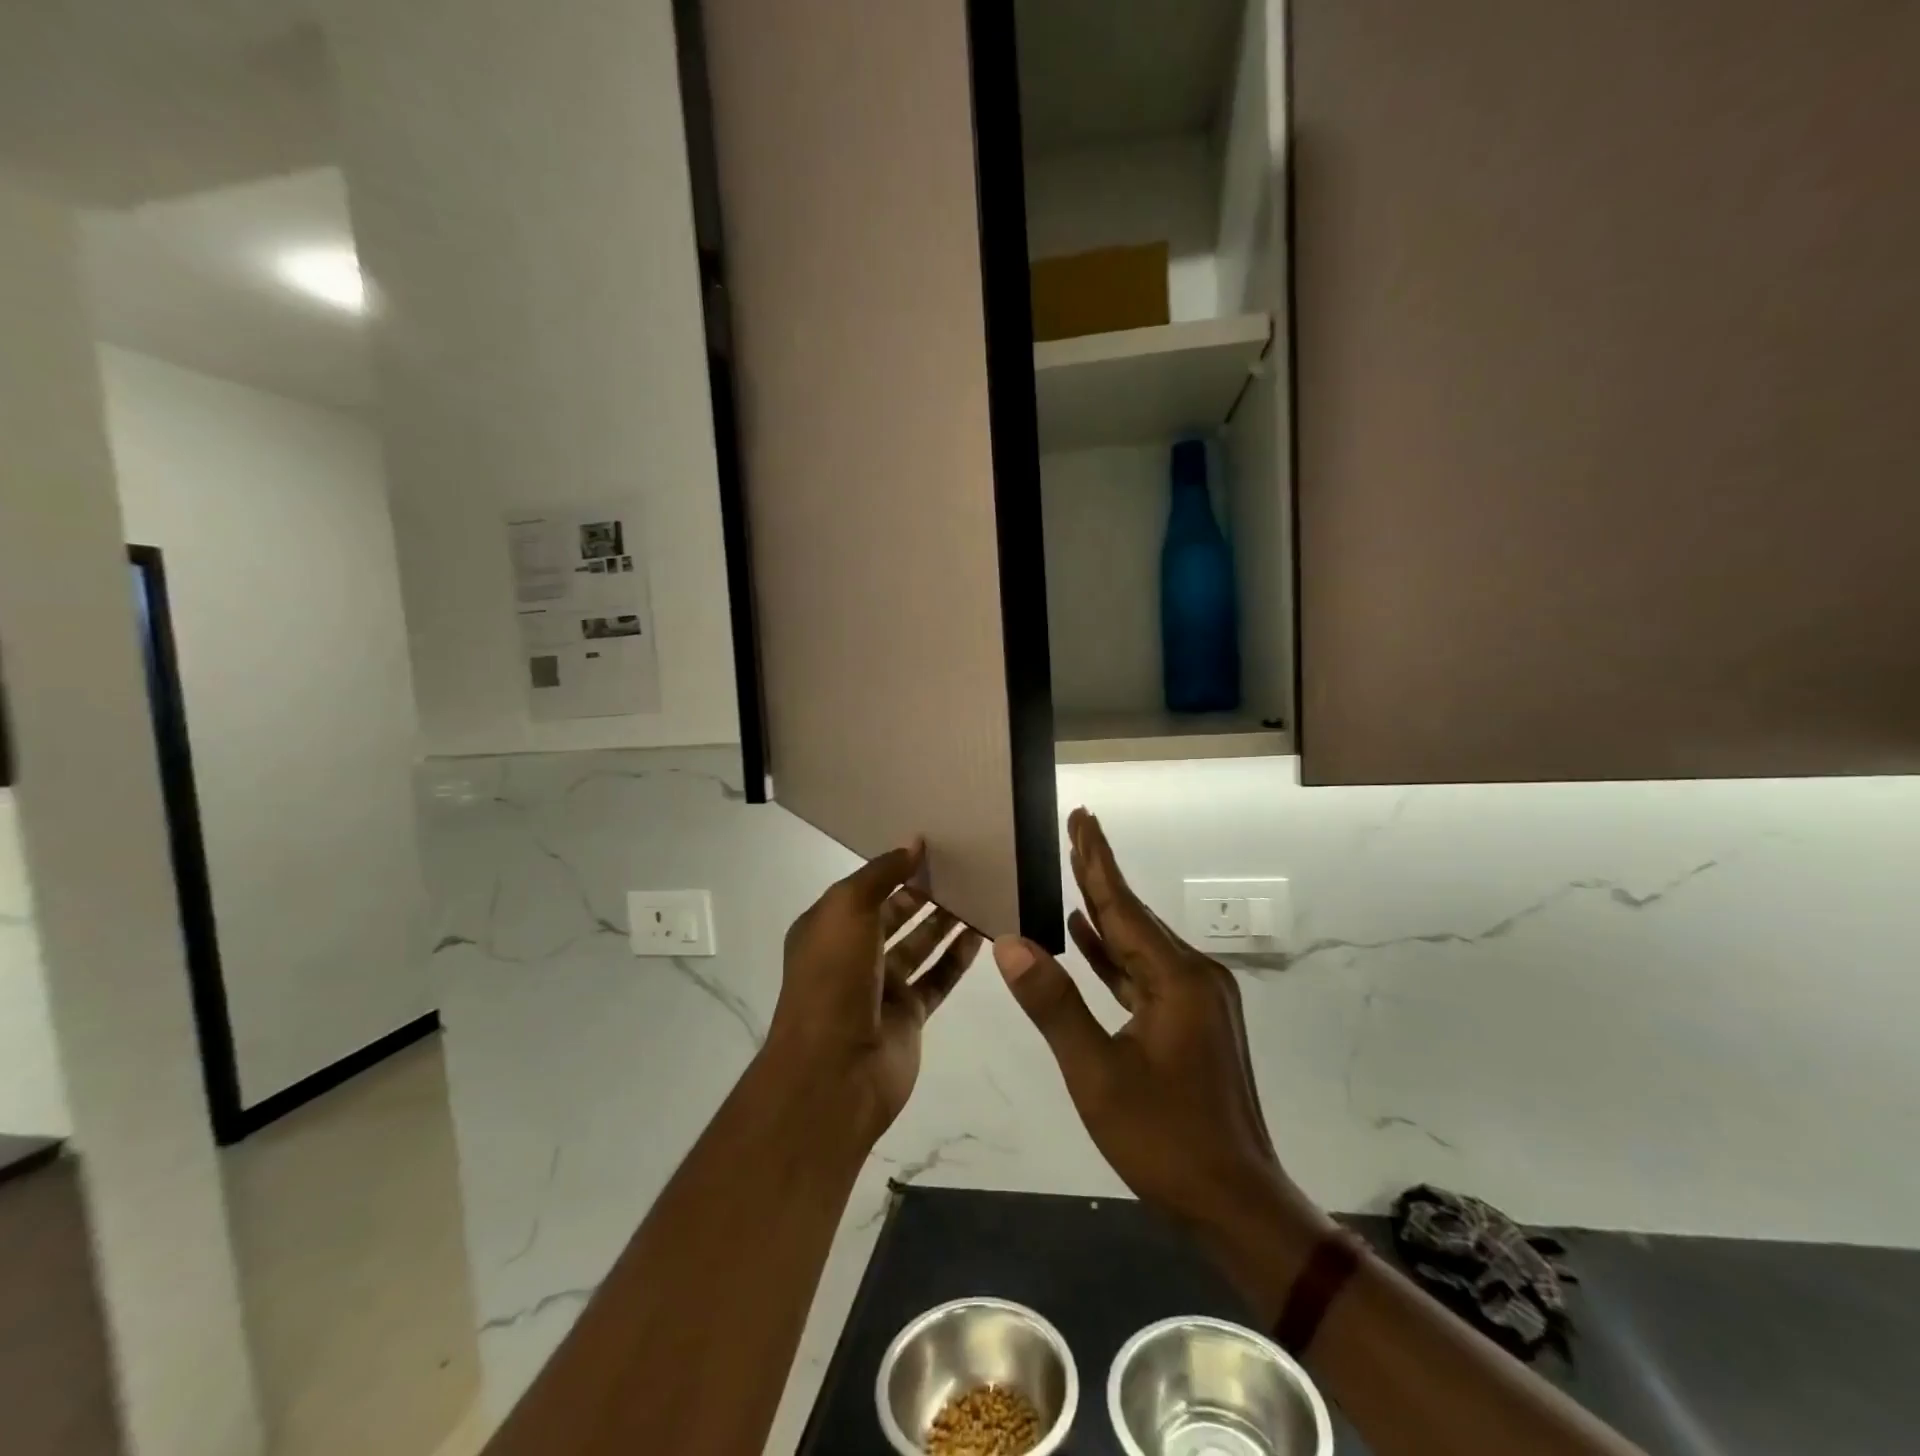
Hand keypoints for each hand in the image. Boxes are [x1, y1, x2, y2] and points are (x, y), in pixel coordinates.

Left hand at [766, 840, 980, 1142]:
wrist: (835, 1070)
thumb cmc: (833, 978)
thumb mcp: (848, 909)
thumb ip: (882, 873)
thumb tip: (914, 843)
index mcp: (827, 929)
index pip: (864, 889)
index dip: (894, 868)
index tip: (931, 846)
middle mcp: (852, 955)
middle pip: (893, 915)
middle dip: (923, 892)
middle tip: (962, 867)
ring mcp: (880, 988)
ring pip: (919, 945)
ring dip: (944, 921)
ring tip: (978, 891)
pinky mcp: (909, 1015)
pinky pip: (938, 978)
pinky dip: (958, 957)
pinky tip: (982, 933)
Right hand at [993, 809, 1292, 1229]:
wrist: (1238, 1204)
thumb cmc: (1166, 1139)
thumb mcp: (1098, 1074)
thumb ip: (1054, 1004)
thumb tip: (1010, 944)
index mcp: (1177, 979)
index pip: (1124, 906)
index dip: (1097, 861)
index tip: (1083, 818)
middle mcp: (1194, 977)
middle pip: (1135, 916)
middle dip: (1100, 874)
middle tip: (1076, 830)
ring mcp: (1197, 1000)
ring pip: (1140, 945)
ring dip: (1105, 913)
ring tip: (1074, 876)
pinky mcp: (1193, 1022)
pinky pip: (1145, 974)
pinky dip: (1114, 955)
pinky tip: (1088, 939)